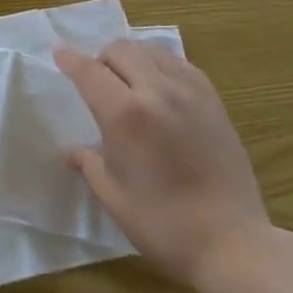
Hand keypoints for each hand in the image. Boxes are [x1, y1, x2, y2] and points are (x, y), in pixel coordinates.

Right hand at [55, 41, 271, 286]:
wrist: (233, 243)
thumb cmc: (163, 224)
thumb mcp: (113, 196)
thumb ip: (88, 163)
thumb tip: (71, 151)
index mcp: (125, 114)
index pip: (89, 71)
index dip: (70, 60)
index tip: (59, 54)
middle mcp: (156, 92)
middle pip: (121, 50)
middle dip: (101, 58)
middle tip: (97, 82)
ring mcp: (190, 93)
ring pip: (151, 51)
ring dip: (132, 58)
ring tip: (129, 81)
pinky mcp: (214, 101)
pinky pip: (180, 64)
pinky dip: (161, 65)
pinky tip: (160, 88)